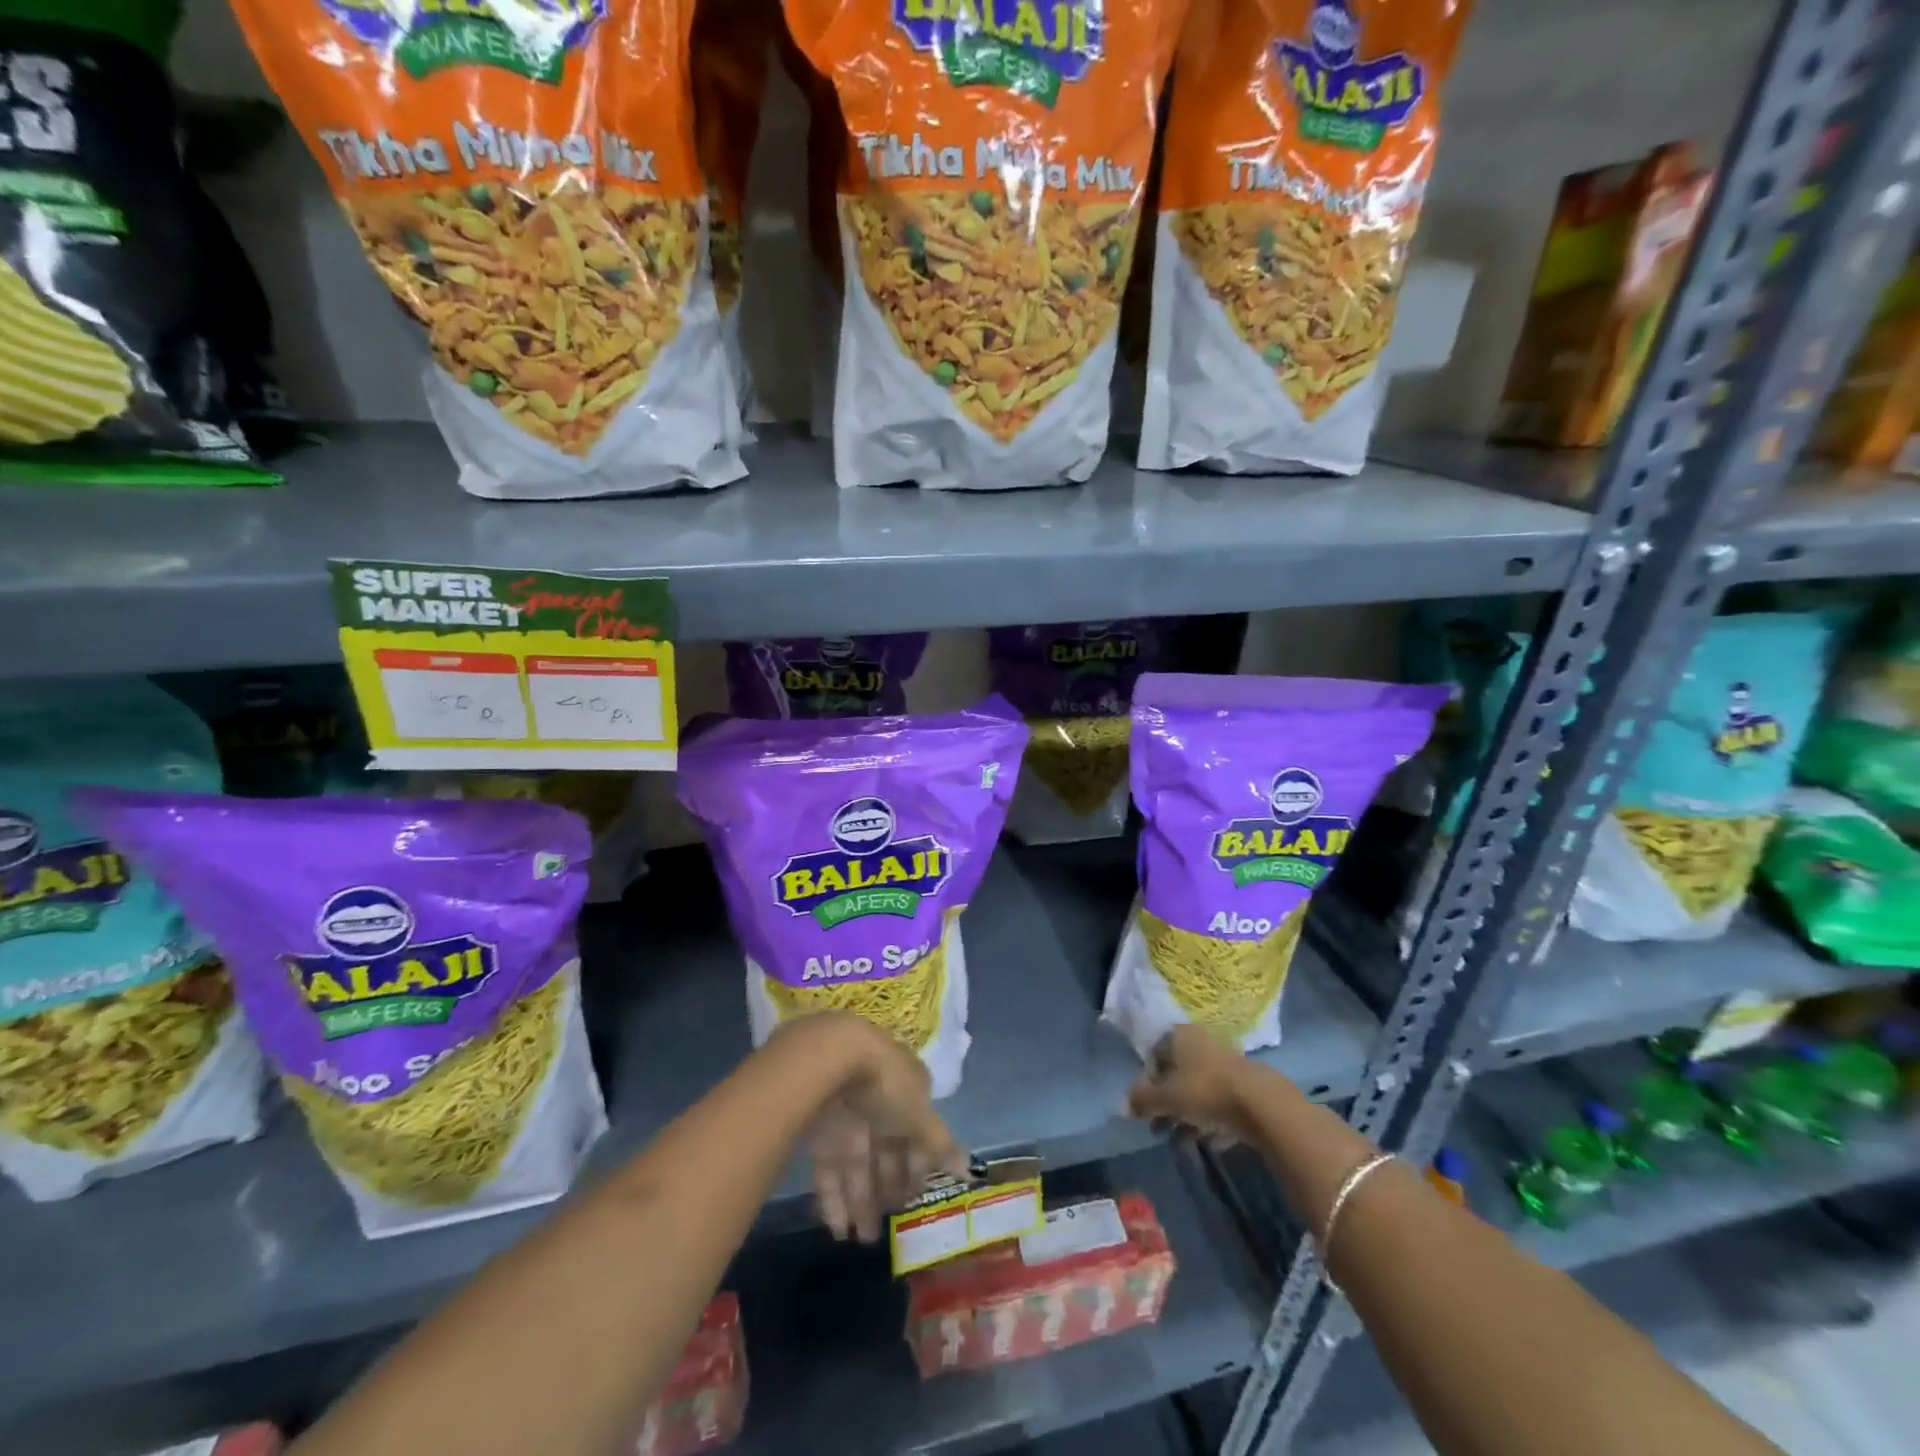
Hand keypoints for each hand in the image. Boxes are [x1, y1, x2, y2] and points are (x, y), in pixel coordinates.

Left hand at [775, 1014, 965, 1242]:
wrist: (831, 1060)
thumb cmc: (886, 1084)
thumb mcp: (919, 1115)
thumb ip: (941, 1144)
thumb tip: (968, 1170)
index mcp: (906, 1092)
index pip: (916, 1133)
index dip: (918, 1166)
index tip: (919, 1196)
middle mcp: (878, 1105)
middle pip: (886, 1153)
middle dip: (889, 1190)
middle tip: (891, 1228)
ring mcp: (847, 1118)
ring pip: (857, 1166)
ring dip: (861, 1203)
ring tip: (864, 1241)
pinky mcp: (819, 1133)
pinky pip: (829, 1170)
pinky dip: (833, 1199)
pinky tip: (838, 1230)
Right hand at [1127, 1024, 1253, 1143]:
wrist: (1262, 1104)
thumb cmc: (1205, 1090)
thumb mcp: (1166, 1097)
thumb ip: (1142, 1100)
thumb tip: (1124, 1107)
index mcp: (1181, 1036)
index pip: (1155, 1053)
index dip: (1146, 1080)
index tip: (1144, 1106)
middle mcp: (1202, 1043)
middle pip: (1176, 1073)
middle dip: (1165, 1102)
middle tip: (1158, 1127)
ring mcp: (1226, 1063)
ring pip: (1197, 1089)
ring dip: (1185, 1114)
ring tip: (1177, 1140)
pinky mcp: (1245, 1086)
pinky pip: (1218, 1102)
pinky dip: (1208, 1120)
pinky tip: (1205, 1141)